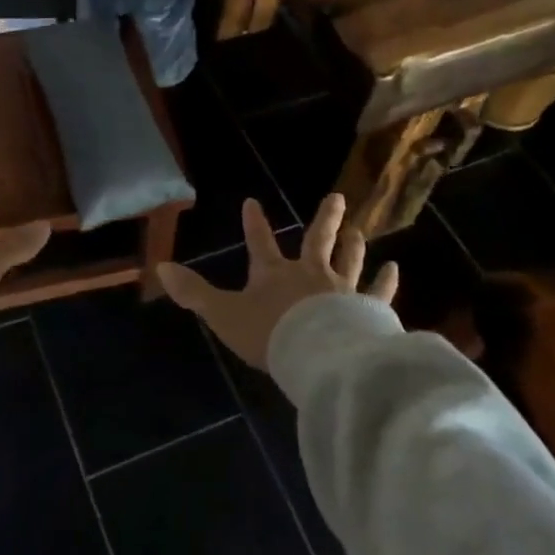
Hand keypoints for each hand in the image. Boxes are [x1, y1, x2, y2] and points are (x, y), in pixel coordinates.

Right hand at [156, 193, 397, 369]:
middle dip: (325, 220)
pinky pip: (380, 294)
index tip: (252, 201)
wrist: (317, 356)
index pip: (260, 243)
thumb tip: (160, 267)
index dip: (255, 223)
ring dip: (354, 245)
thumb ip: (194, 292)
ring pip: (350, 261)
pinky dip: (387, 282)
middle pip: (318, 241)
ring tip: (360, 231)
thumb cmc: (269, 334)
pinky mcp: (368, 311)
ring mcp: (343, 290)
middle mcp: (310, 274)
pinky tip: (394, 269)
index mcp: (274, 274)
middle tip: (338, 198)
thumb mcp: (223, 314)